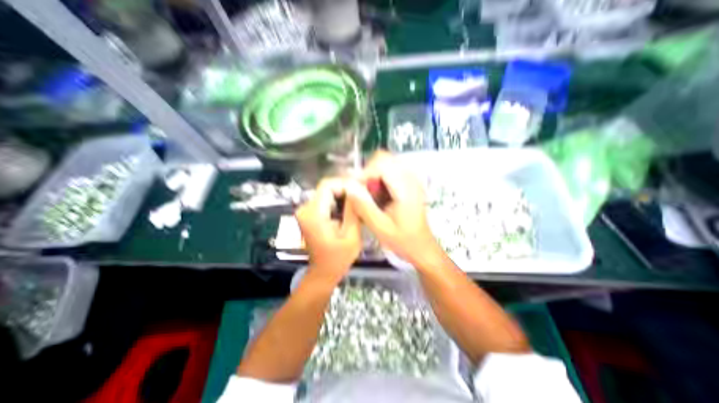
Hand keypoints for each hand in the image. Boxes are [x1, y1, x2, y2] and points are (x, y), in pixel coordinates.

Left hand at [295, 177, 362, 284]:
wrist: (323, 271)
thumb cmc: (338, 258)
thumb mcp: (351, 235)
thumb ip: (353, 211)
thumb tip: (357, 189)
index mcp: (313, 214)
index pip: (327, 185)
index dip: (345, 183)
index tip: (360, 189)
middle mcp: (305, 209)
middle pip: (326, 187)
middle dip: (346, 189)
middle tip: (363, 195)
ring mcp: (305, 211)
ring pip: (327, 192)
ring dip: (343, 195)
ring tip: (358, 202)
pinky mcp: (309, 214)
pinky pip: (325, 200)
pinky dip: (338, 201)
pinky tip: (350, 208)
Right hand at [344, 151, 444, 266]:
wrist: (421, 246)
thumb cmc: (403, 240)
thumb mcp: (380, 227)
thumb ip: (364, 206)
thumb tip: (349, 186)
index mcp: (405, 188)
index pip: (381, 164)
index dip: (365, 173)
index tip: (356, 189)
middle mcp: (410, 178)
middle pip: (384, 158)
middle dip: (368, 172)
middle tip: (363, 191)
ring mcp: (411, 179)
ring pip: (386, 162)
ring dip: (374, 175)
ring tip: (370, 194)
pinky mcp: (409, 183)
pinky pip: (391, 170)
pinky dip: (380, 178)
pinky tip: (379, 194)